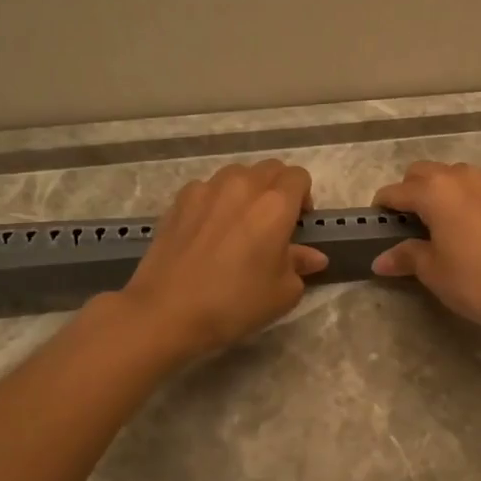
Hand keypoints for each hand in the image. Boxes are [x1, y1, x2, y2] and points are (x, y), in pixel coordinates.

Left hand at [119, 160, 328, 361]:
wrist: (167, 311)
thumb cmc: (235, 303)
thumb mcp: (282, 292)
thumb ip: (300, 265)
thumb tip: (313, 256)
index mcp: (275, 204)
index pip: (299, 177)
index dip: (304, 196)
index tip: (298, 223)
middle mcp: (243, 186)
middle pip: (269, 169)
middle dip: (278, 188)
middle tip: (273, 223)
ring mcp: (207, 189)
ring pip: (237, 174)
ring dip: (246, 190)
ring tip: (239, 222)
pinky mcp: (179, 200)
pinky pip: (206, 188)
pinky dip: (215, 200)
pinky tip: (208, 230)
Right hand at [370, 162, 480, 333]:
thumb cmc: (477, 280)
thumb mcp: (434, 272)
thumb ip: (407, 257)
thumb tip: (380, 260)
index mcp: (435, 191)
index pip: (397, 191)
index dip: (383, 205)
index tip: (376, 221)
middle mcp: (461, 177)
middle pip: (424, 173)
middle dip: (409, 191)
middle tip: (406, 222)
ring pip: (453, 175)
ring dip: (439, 190)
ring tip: (437, 222)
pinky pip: (477, 187)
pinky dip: (465, 198)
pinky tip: (469, 225)